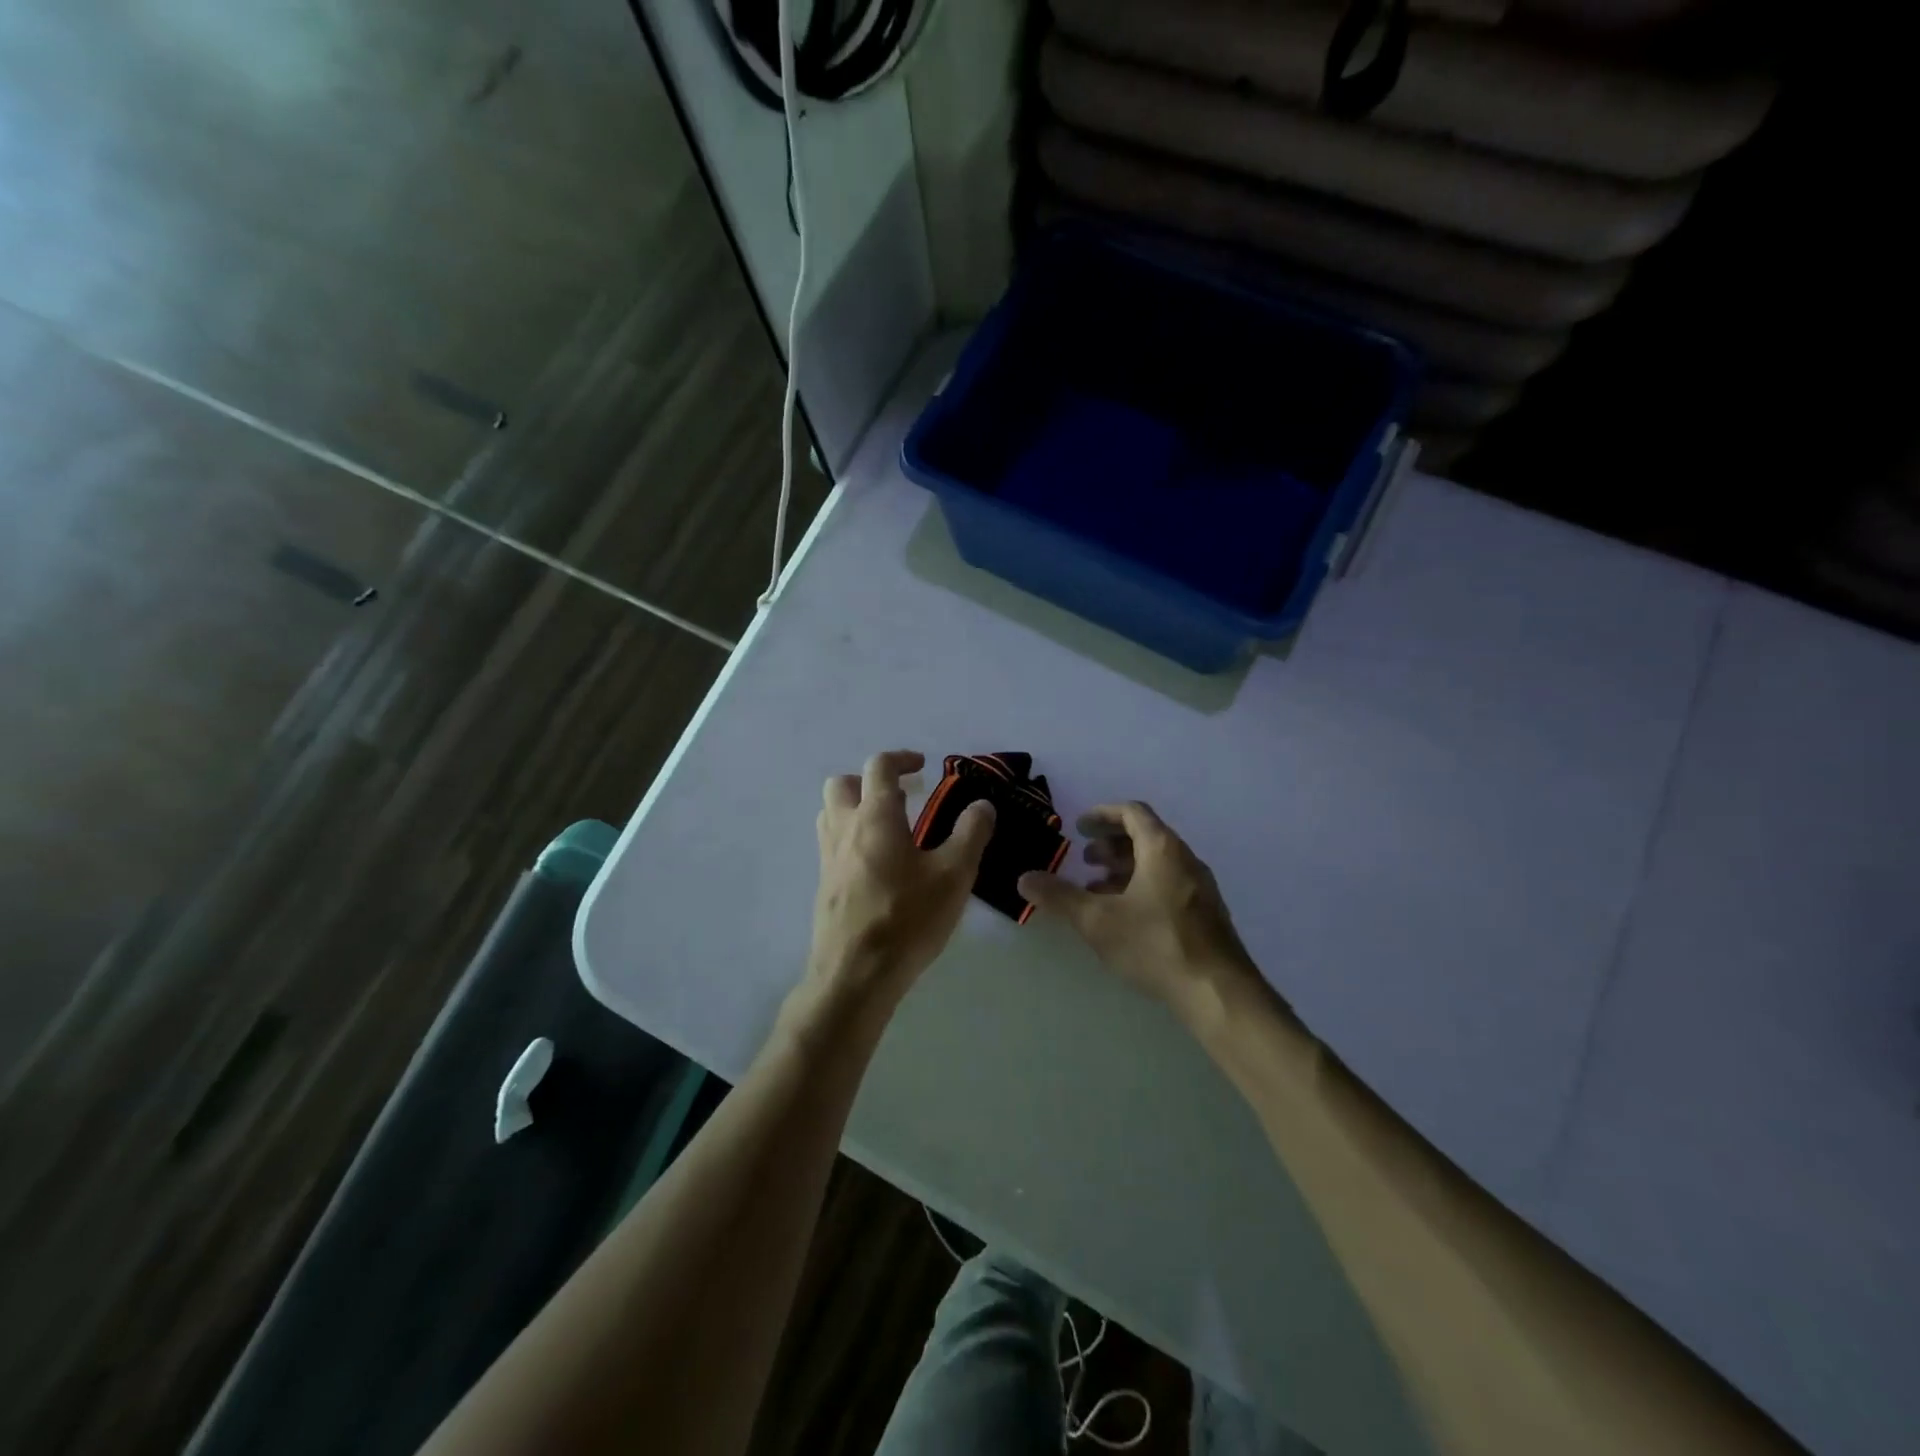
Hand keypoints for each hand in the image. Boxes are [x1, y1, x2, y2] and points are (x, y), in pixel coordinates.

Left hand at [806, 750, 995, 1005]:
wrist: (855, 975)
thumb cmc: (907, 918)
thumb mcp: (954, 875)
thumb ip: (970, 833)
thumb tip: (982, 804)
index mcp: (875, 816)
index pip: (879, 766)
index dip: (901, 758)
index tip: (923, 766)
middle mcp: (844, 829)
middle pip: (842, 784)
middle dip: (869, 780)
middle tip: (901, 796)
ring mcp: (828, 859)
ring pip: (830, 814)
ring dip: (855, 808)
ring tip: (889, 827)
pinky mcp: (824, 887)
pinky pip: (831, 845)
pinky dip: (851, 838)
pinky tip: (878, 866)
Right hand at [1018, 802, 1258, 1026]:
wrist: (1217, 991)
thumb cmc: (1155, 944)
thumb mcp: (1097, 920)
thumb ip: (1060, 897)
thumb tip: (1024, 879)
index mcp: (1162, 848)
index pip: (1132, 812)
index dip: (1102, 815)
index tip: (1078, 828)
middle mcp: (1185, 859)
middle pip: (1146, 836)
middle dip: (1111, 845)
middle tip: (1085, 860)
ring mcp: (1200, 887)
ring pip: (1157, 863)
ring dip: (1125, 868)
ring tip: (1098, 891)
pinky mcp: (1205, 913)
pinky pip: (1169, 884)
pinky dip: (1142, 887)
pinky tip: (1126, 917)